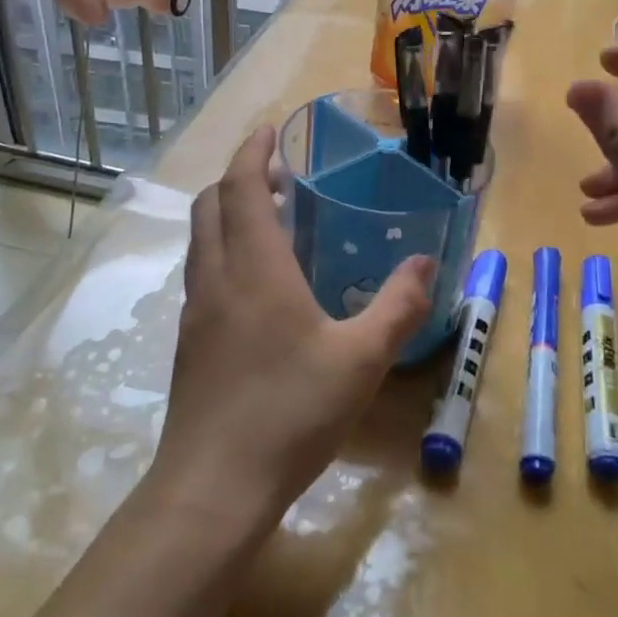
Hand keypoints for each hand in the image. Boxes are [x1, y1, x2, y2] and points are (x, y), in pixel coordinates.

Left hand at [153, 126, 435, 529]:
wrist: (214, 486)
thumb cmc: (290, 412)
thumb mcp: (361, 359)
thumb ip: (398, 305)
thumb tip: (426, 262)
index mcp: (254, 268)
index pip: (240, 187)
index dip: (252, 150)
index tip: (272, 130)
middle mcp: (217, 279)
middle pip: (210, 205)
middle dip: (238, 177)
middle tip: (279, 177)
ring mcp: (196, 313)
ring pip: (202, 240)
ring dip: (228, 214)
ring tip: (272, 222)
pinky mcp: (190, 343)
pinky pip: (203, 273)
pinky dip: (225, 251)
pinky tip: (259, 286)